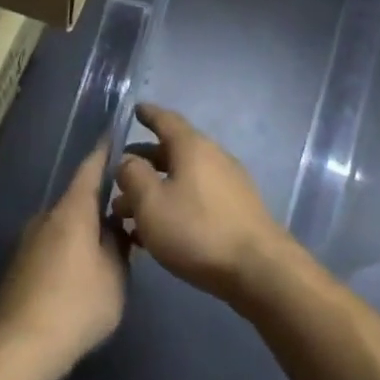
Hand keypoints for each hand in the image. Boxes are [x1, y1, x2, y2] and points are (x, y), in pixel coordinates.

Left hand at [0, 153, 126, 379]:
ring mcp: (29, 240)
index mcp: (73, 209)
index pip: (91, 167)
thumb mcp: (115, 276)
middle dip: (102, 201)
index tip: (117, 135)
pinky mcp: (20, 265)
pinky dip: (71, 248)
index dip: (105, 151)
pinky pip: (53, 244)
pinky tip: (84, 272)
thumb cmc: (76, 305)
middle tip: (127, 209)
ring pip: (65, 223)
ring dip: (86, 228)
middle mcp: (47, 216)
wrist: (18, 346)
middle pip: (79, 198)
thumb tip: (116, 230)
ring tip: (110, 245)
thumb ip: (120, 246)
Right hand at [111, 105, 291, 306]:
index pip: (166, 120)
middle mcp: (213, 156)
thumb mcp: (151, 203)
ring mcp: (228, 183)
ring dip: (157, 188)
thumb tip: (128, 161)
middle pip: (173, 151)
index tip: (135, 110)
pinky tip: (158, 230)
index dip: (148, 114)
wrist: (258, 268)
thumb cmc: (197, 230)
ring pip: (183, 177)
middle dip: (144, 161)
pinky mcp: (236, 209)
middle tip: (120, 174)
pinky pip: (197, 196)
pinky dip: (175, 203)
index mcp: (192, 146)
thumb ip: (133, 176)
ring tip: (129, 212)